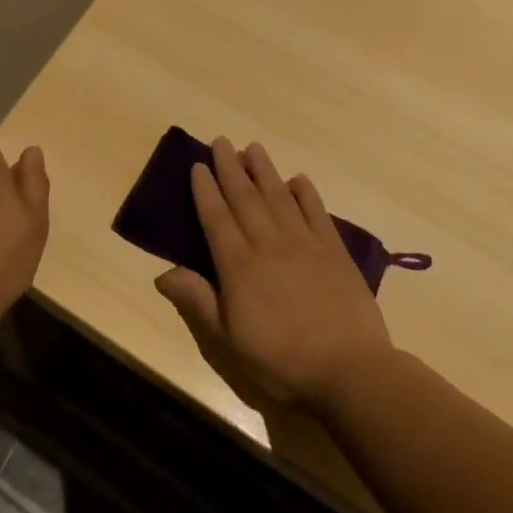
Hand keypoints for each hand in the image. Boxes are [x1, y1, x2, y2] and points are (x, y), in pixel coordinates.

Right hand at [155, 138, 391, 411]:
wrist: (351, 372)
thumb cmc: (281, 362)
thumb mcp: (227, 343)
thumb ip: (197, 303)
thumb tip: (162, 274)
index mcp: (239, 266)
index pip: (216, 218)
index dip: (205, 190)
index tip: (197, 165)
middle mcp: (268, 244)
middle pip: (245, 198)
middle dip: (230, 168)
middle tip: (221, 141)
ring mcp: (304, 244)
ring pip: (279, 196)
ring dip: (264, 170)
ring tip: (252, 147)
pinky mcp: (334, 252)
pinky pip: (317, 212)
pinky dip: (306, 193)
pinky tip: (298, 180)